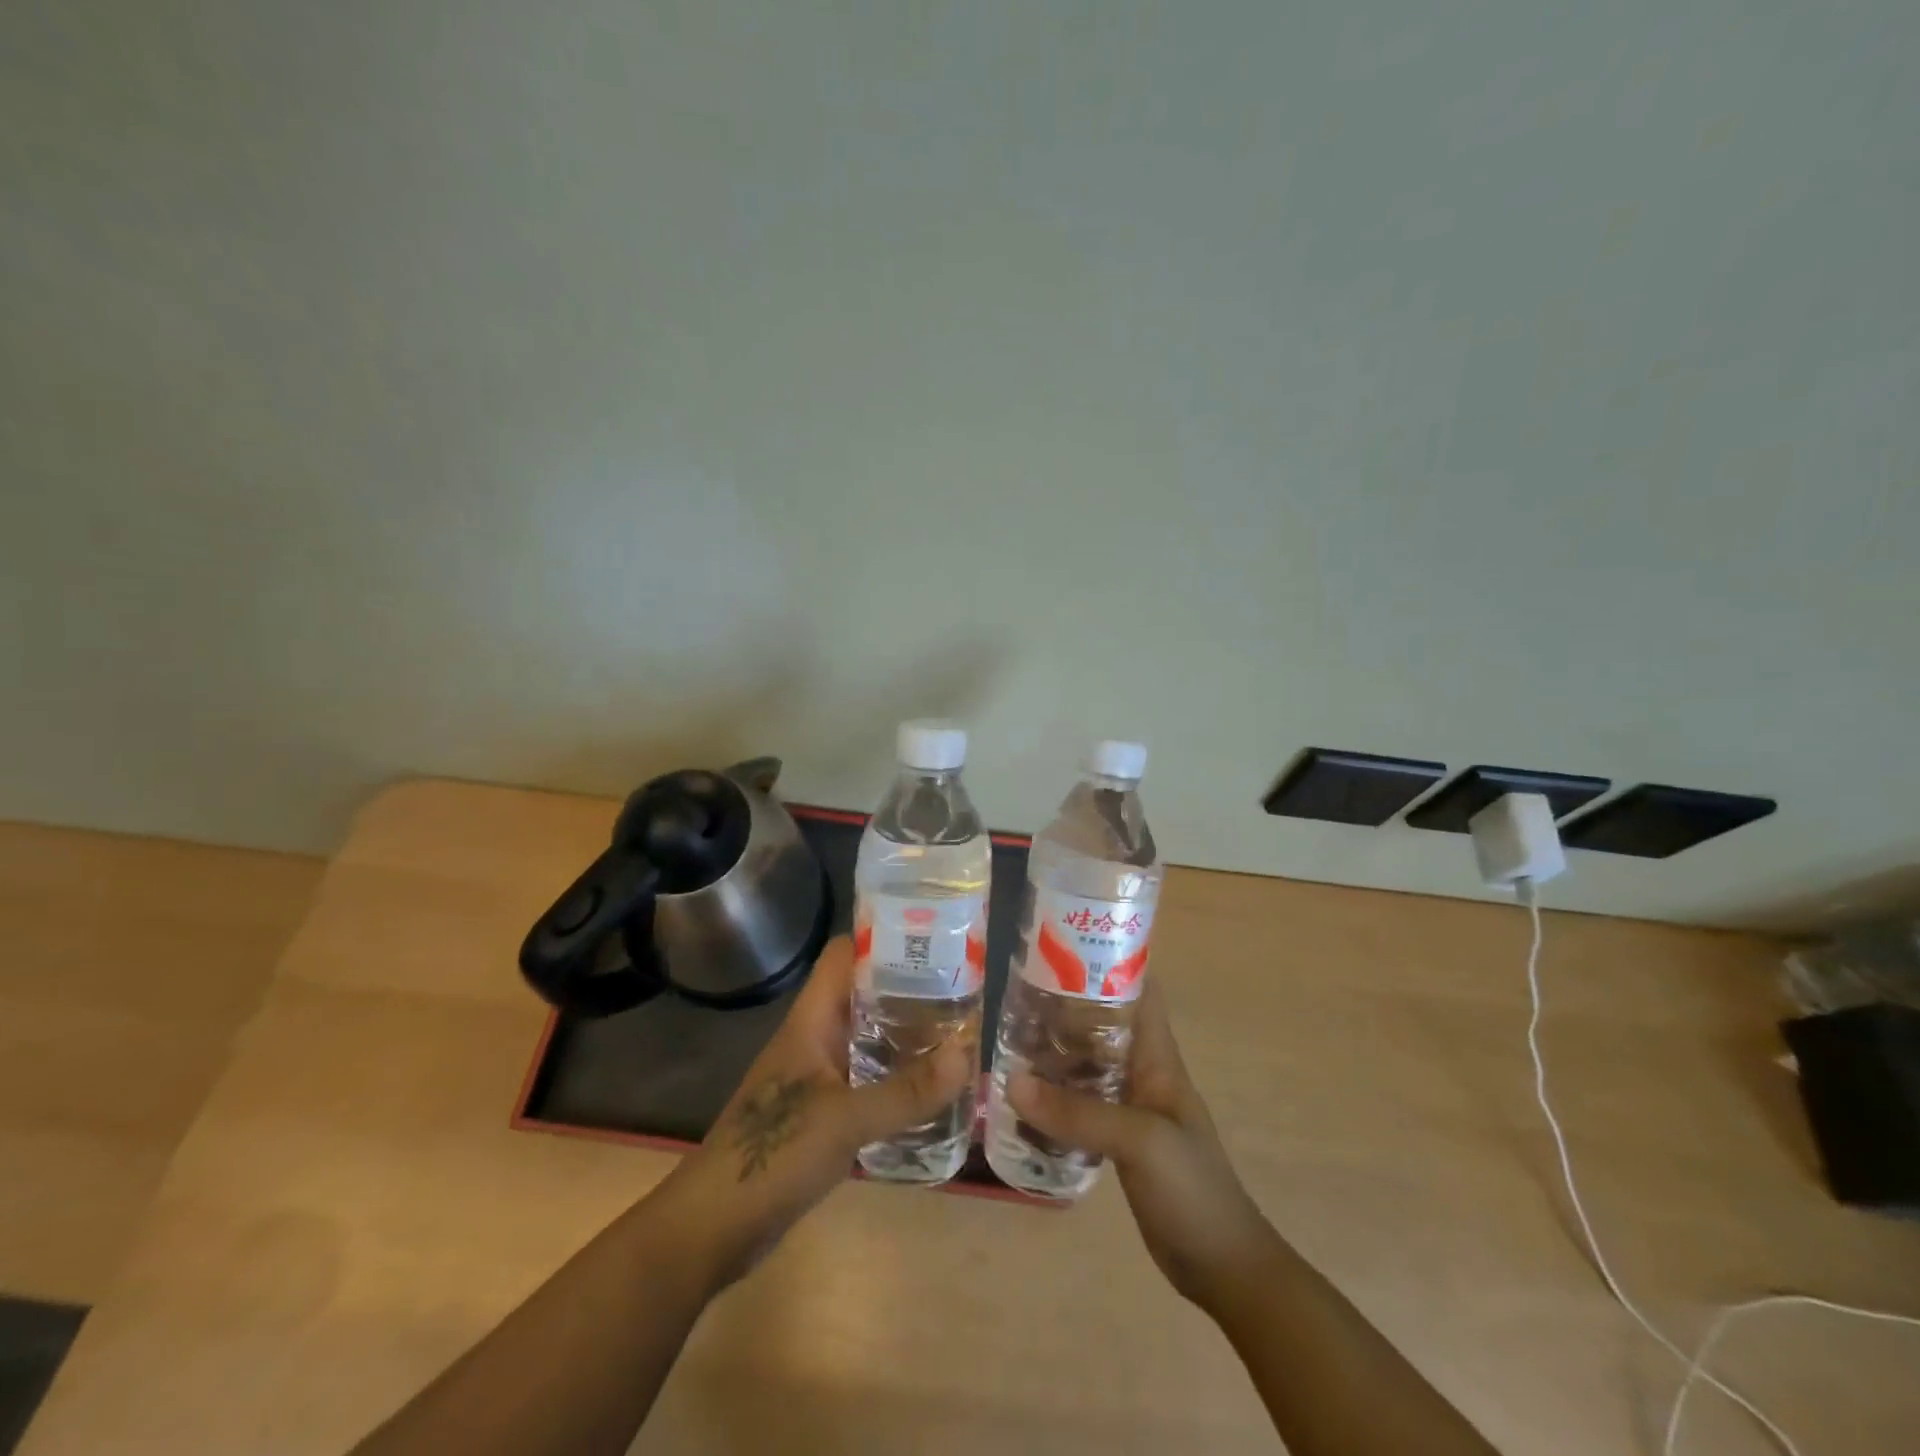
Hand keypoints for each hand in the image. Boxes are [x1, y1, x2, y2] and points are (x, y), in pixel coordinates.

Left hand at [658, 935, 973, 1289]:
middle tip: (963, 993)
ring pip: (867, 1040)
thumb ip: (906, 1091)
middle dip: (909, 991)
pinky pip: (866, 1080)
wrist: (712, 1227)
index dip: (883, 939)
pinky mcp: (821, 1114)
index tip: (933, 940)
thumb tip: (966, 1054)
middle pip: (864, 995)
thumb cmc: (772, 1154)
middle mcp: (815, 1038)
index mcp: (812, 1020)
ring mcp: (817, 1077)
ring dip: (906, 1038)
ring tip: (957, 1036)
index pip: (845, 955)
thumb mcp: (845, 1120)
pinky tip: (930, 1091)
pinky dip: (896, 1079)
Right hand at [1008, 979, 1274, 1310]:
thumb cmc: (1192, 1189)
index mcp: (1158, 1057)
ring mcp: (1131, 1106)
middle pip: (1103, 1023)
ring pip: (1088, 1063)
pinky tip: (1022, 1097)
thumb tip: (1011, 1080)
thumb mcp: (1139, 1141)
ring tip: (1008, 1036)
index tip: (1065, 943)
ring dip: (1055, 1050)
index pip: (1140, 990)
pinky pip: (1081, 1104)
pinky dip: (1054, 1095)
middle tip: (1018, 991)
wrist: (1222, 1266)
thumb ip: (1078, 1112)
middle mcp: (1143, 1072)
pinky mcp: (1118, 1139)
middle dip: (1065, 1004)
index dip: (1110, 959)